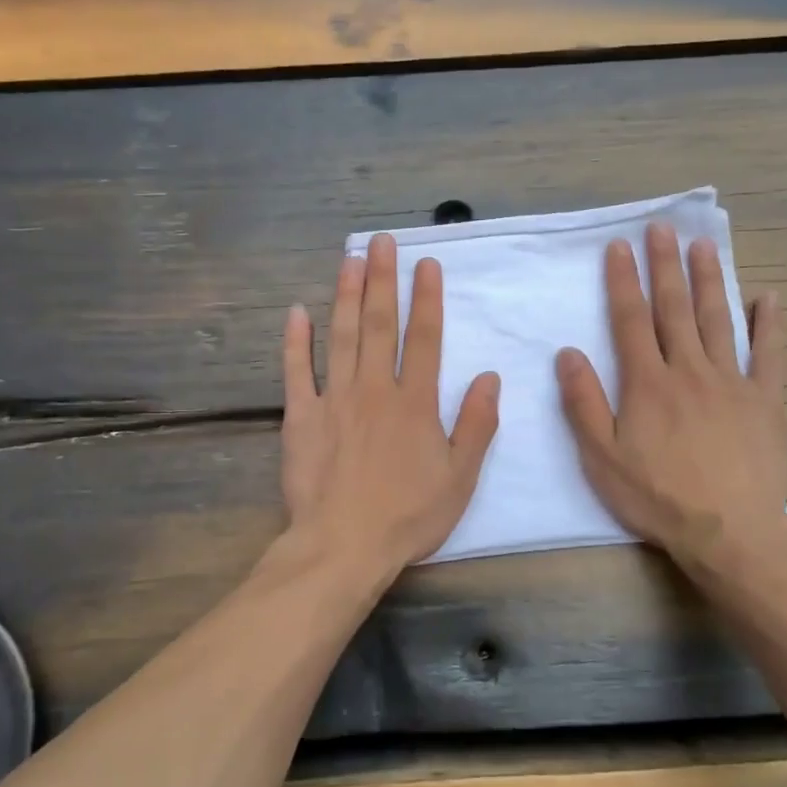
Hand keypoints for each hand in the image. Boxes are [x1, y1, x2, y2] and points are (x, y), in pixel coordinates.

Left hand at [282, 234, 500, 578]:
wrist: (344, 545)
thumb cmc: (408, 516)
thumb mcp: (460, 478)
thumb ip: (477, 425)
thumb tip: (490, 377)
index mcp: (415, 403)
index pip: (425, 339)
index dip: (427, 299)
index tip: (426, 264)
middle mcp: (375, 390)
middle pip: (380, 325)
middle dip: (383, 280)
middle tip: (383, 241)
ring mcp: (335, 400)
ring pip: (341, 336)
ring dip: (346, 295)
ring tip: (350, 258)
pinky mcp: (301, 416)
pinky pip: (297, 371)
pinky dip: (296, 341)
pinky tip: (297, 311)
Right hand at [555, 222, 786, 567]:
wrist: (729, 532)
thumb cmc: (657, 496)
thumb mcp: (602, 457)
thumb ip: (584, 403)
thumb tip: (568, 353)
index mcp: (647, 383)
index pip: (630, 320)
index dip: (623, 281)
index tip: (620, 247)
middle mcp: (689, 370)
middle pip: (674, 309)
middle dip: (666, 266)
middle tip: (662, 228)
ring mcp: (732, 382)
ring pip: (718, 321)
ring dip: (709, 280)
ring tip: (704, 246)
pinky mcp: (766, 401)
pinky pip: (769, 355)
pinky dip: (768, 325)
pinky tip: (767, 298)